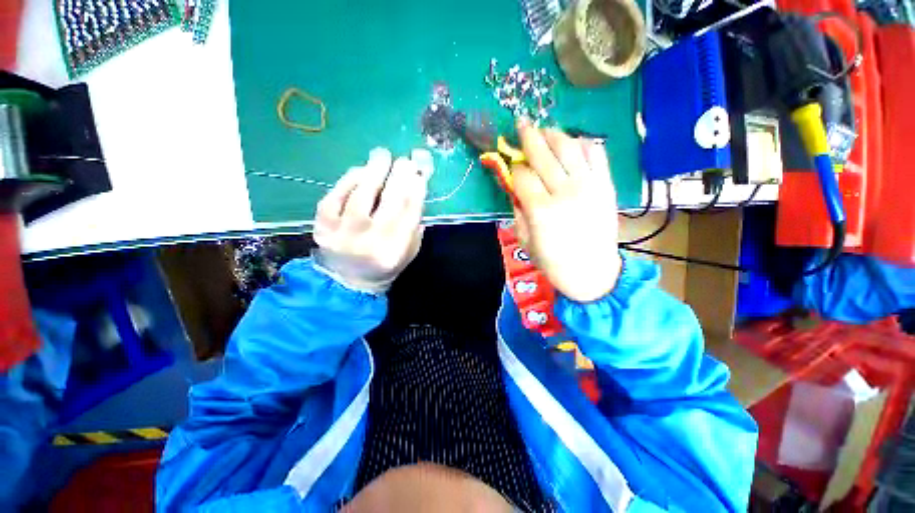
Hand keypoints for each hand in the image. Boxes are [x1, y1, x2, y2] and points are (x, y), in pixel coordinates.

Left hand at [313, 147, 429, 293]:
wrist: (348, 282)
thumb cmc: (385, 264)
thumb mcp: (409, 251)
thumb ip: (414, 224)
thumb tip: (416, 188)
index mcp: (395, 250)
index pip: (410, 213)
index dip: (416, 189)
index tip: (419, 172)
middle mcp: (370, 242)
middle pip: (389, 202)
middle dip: (399, 177)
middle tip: (404, 159)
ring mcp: (343, 234)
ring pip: (360, 196)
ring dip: (373, 172)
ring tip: (382, 155)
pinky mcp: (322, 227)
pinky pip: (334, 198)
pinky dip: (348, 181)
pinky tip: (360, 171)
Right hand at [510, 119, 621, 302]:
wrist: (593, 272)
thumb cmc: (553, 262)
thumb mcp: (524, 241)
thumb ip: (517, 211)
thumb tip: (514, 188)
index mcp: (541, 210)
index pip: (523, 175)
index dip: (514, 167)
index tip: (511, 164)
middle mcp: (565, 191)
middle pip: (544, 154)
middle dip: (529, 136)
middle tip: (522, 123)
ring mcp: (589, 185)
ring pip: (569, 147)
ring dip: (554, 134)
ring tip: (545, 130)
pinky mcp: (606, 185)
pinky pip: (596, 153)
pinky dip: (584, 143)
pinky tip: (573, 143)